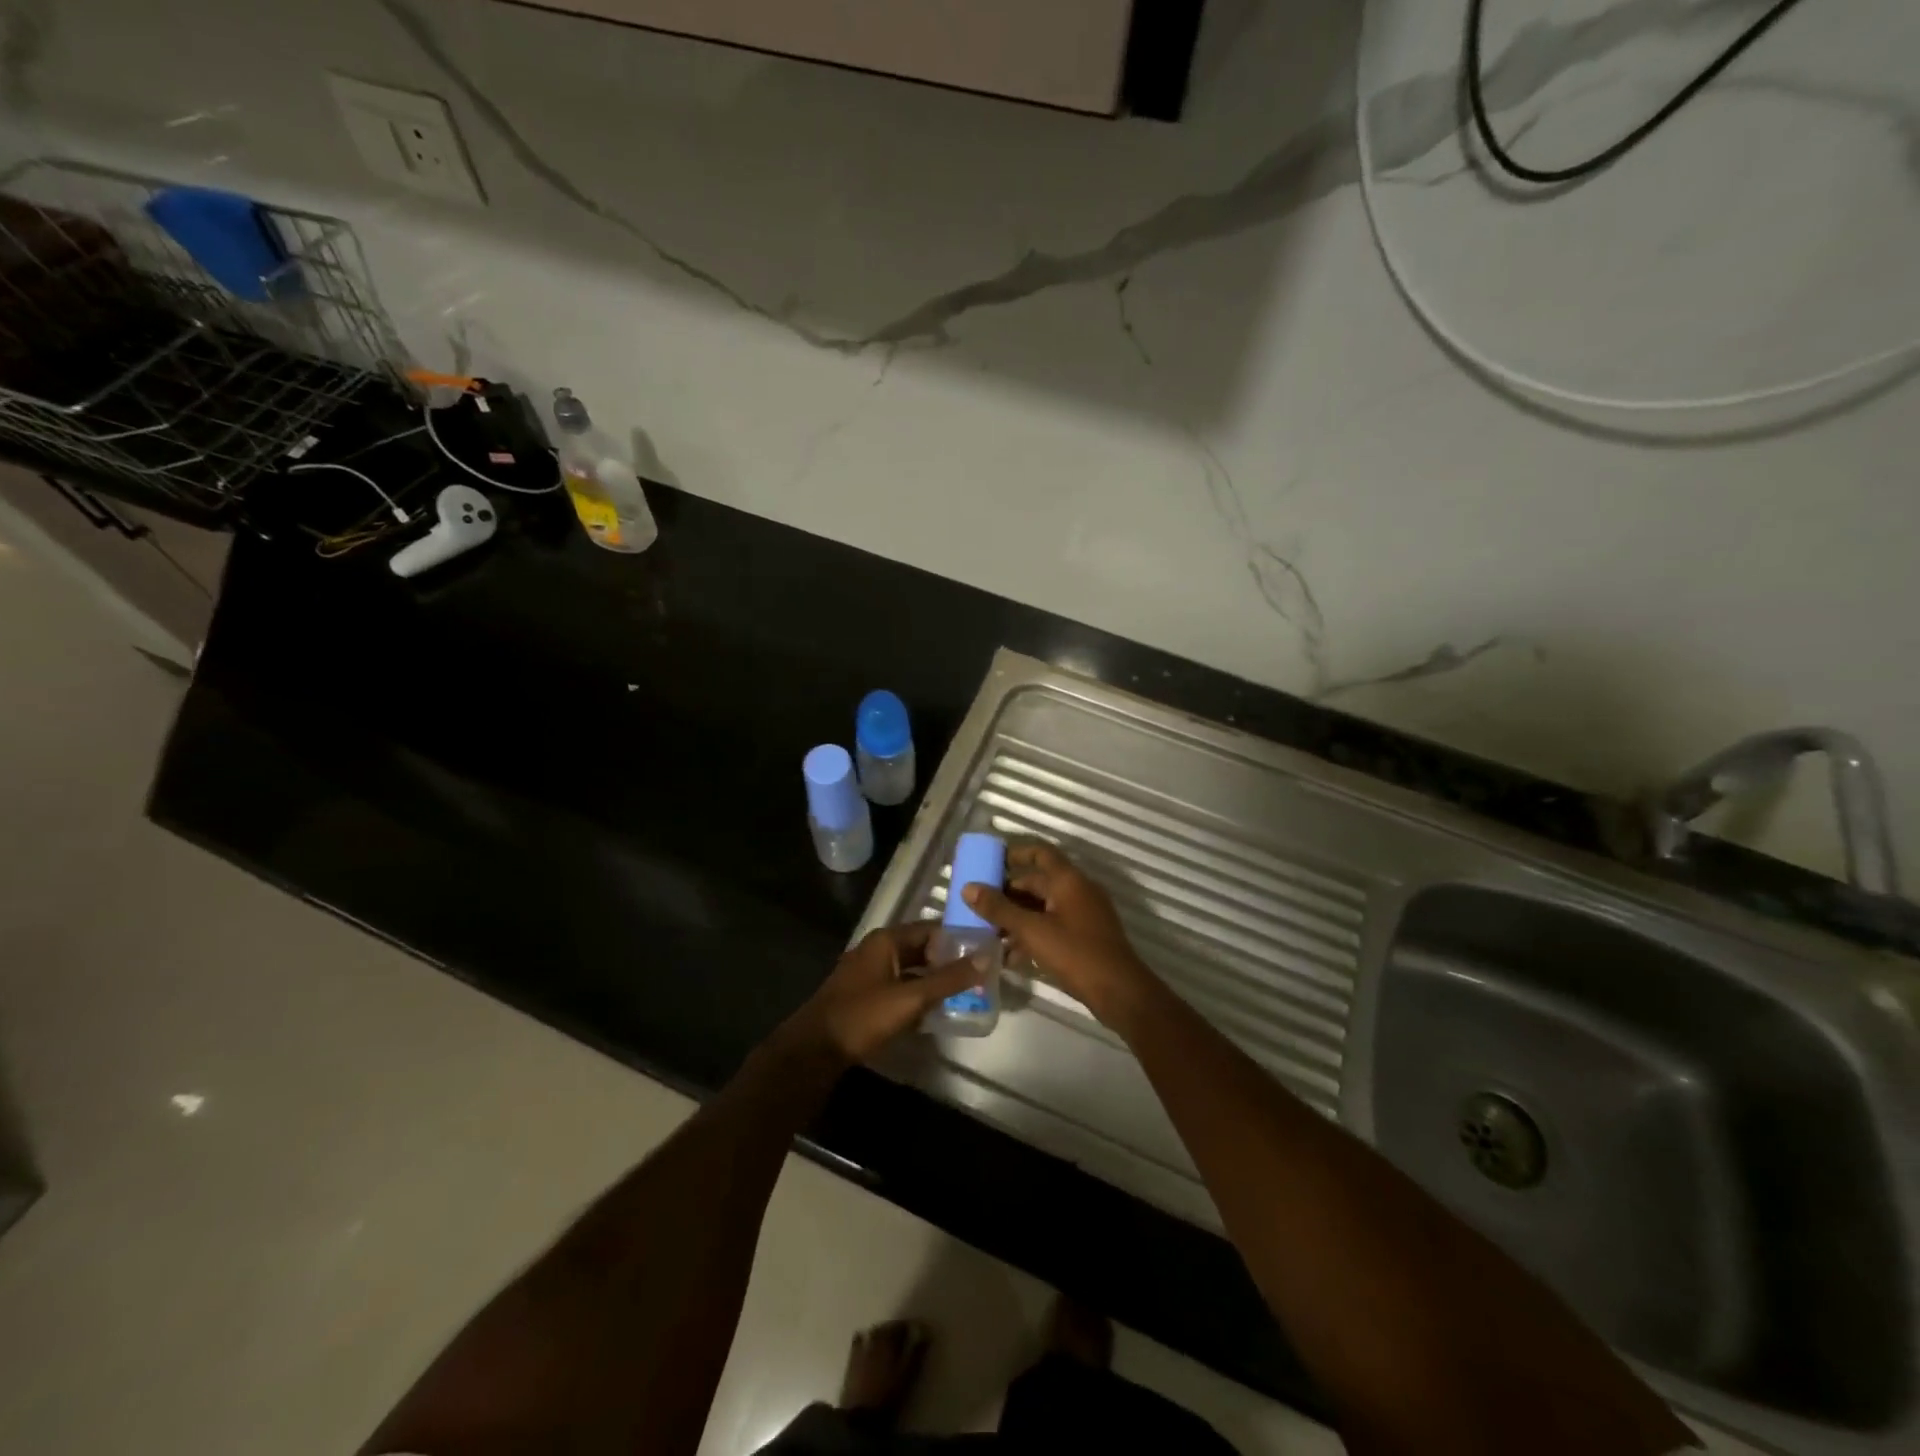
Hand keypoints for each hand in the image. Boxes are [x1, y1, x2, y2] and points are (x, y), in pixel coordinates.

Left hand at [784, 922, 982, 1067]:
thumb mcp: (910, 997)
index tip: (986, 951)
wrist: (814, 1049)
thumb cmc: (863, 1016)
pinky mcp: (866, 996)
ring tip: (967, 993)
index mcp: (887, 940)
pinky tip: (937, 1011)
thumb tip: (985, 958)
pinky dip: (918, 995)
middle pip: (922, 949)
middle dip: (949, 962)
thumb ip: (948, 979)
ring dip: (935, 981)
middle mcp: (878, 950)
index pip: (932, 929)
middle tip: (981, 975)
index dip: (958, 938)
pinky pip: (900, 988)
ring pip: (912, 970)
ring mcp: (870, 973)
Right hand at [961, 843, 1152, 1023]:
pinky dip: (1032, 935)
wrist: (1119, 992)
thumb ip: (999, 909)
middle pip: (1038, 883)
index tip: (989, 862)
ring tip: (989, 934)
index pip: (1040, 853)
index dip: (1015, 853)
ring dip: (1017, 917)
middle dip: (1008, 894)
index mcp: (1069, 880)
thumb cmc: (1076, 953)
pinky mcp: (1084, 938)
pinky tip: (1010, 956)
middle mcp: (1078, 891)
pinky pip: (1052, 927)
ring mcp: (1084, 915)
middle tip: (979, 907)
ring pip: (1043, 908)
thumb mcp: (1032, 931)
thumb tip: (968, 888)